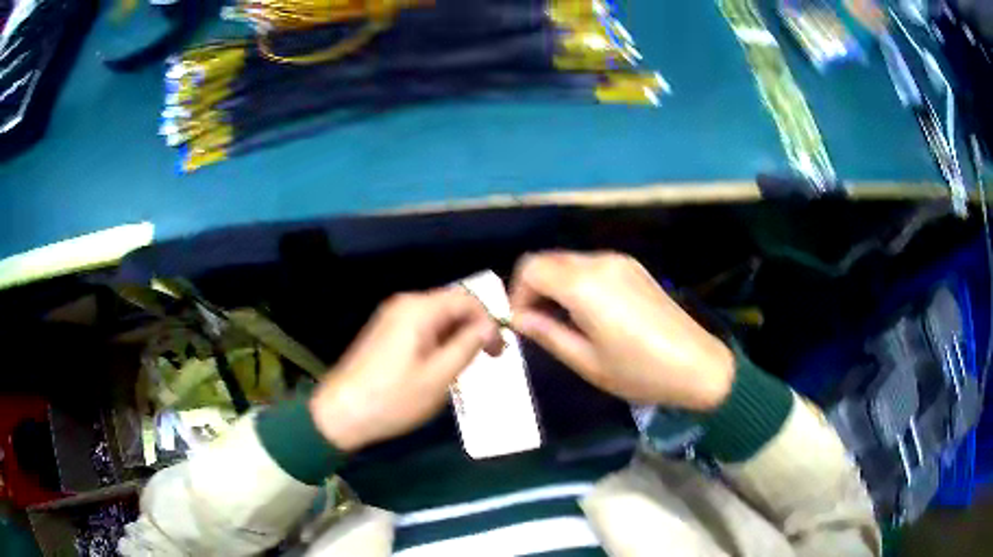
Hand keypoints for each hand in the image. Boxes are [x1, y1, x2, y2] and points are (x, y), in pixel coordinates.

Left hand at [309, 287, 501, 451]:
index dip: (488, 322)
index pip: (466, 300)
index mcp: (419, 309)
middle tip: (489, 359)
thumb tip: (488, 327)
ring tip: (466, 366)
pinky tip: (441, 365)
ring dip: (457, 337)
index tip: (499, 352)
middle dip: (474, 328)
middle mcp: (405, 305)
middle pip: (451, 305)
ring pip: (437, 318)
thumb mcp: (439, 376)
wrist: (342, 412)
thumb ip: (467, 346)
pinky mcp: (385, 332)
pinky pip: (422, 328)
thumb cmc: (394, 397)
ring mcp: (392, 318)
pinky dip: (439, 342)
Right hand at [510, 252, 734, 410]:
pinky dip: (577, 283)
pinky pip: (592, 266)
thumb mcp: (587, 362)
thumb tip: (519, 318)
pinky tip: (589, 313)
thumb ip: (547, 334)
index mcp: (585, 285)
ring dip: (556, 285)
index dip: (517, 293)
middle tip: (538, 324)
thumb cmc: (639, 371)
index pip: (531, 268)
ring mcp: (620, 262)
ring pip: (570, 261)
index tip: (522, 323)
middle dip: (534, 288)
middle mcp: (600, 262)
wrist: (697, 365)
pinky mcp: (634, 268)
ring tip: (563, 322)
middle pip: (549, 260)